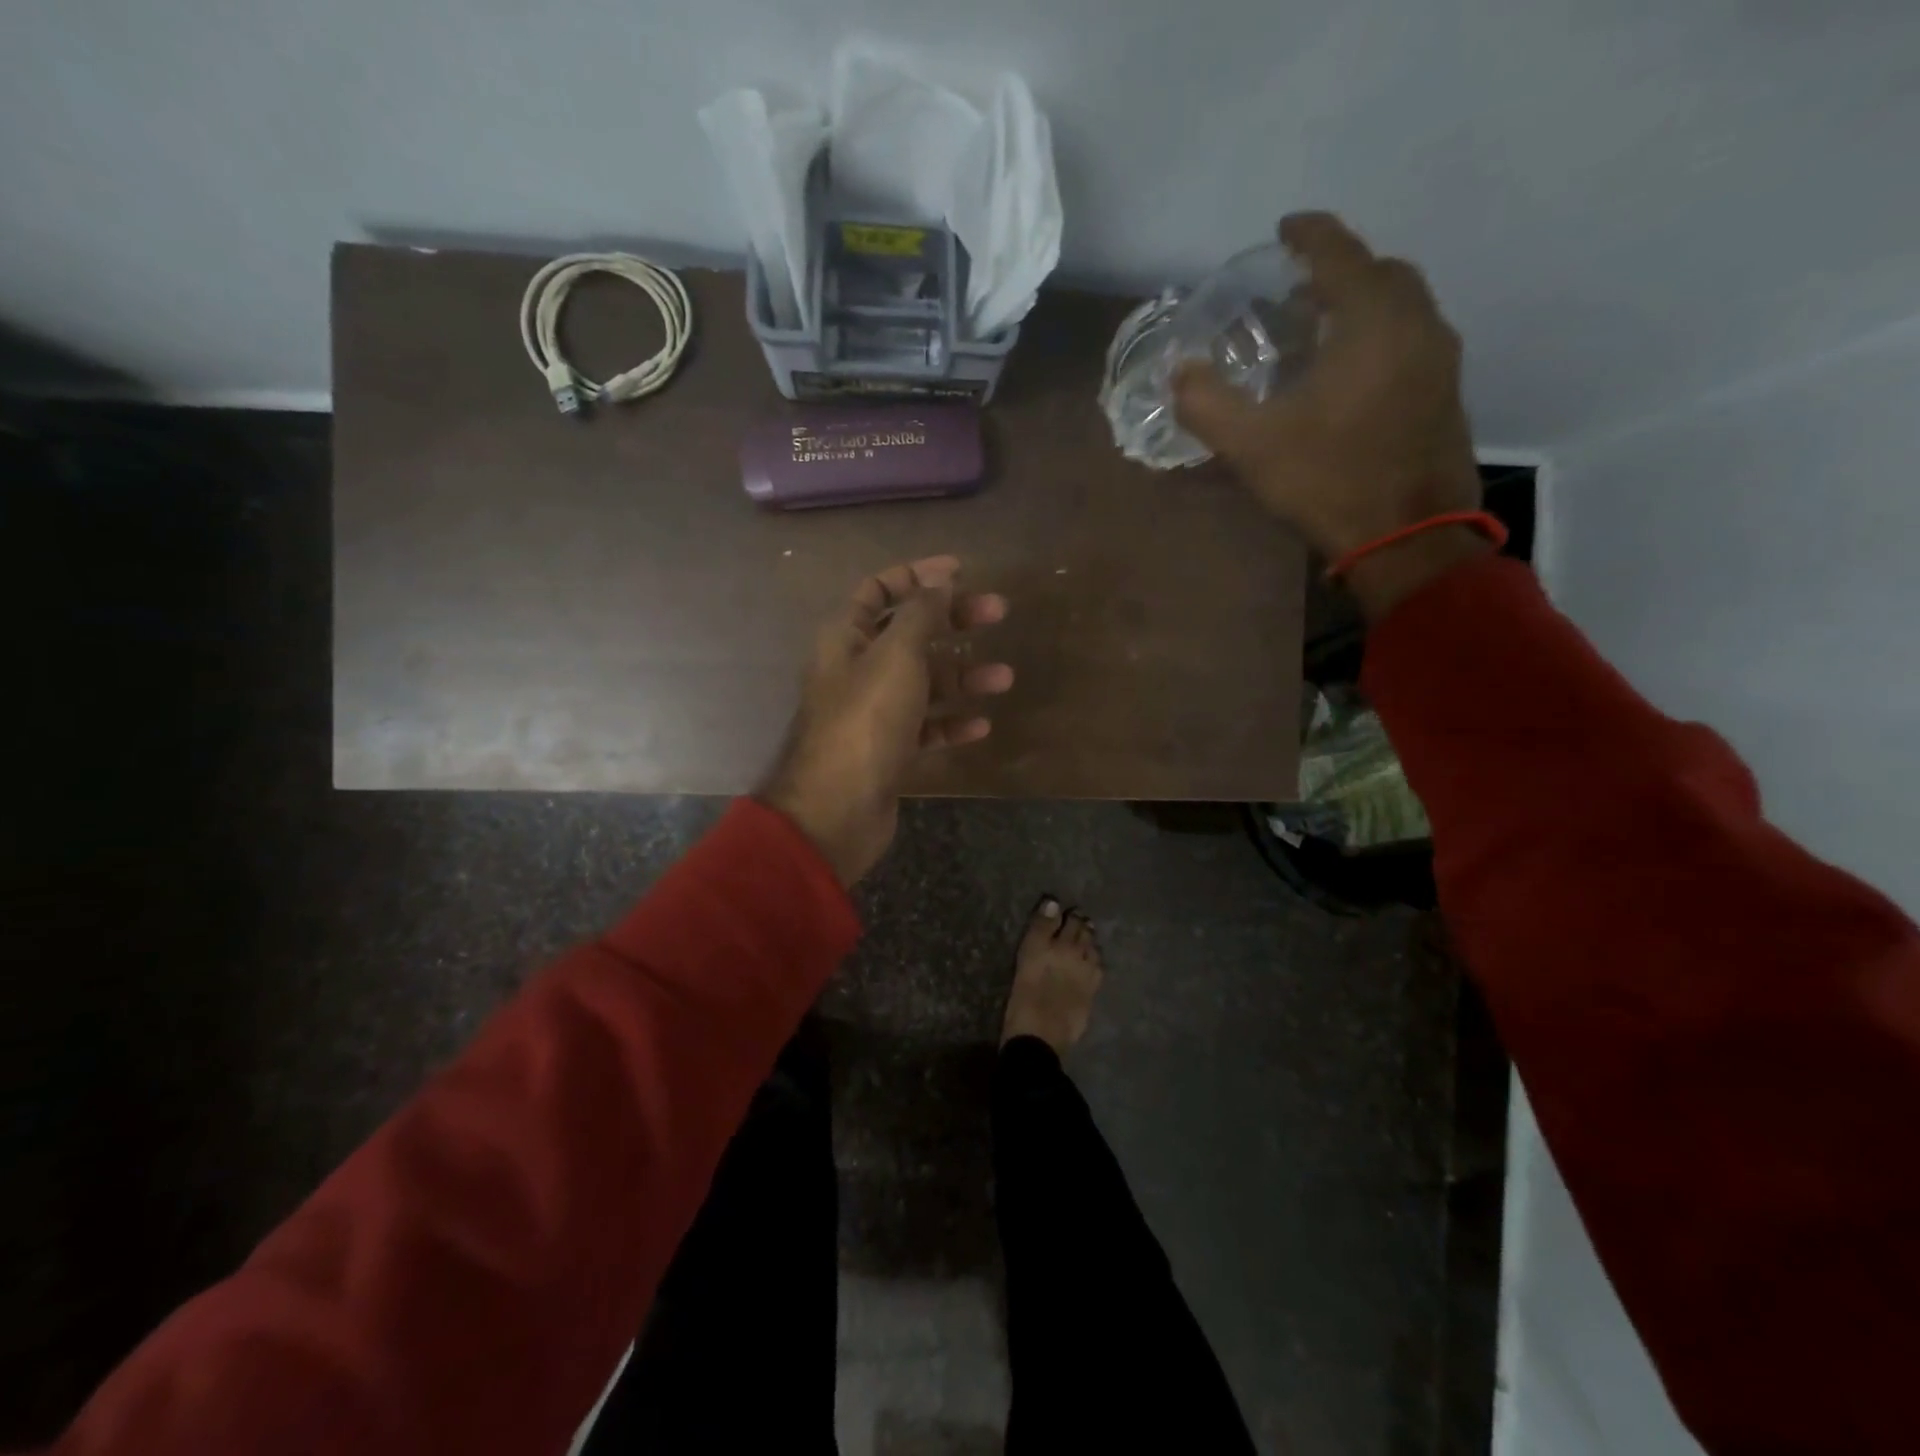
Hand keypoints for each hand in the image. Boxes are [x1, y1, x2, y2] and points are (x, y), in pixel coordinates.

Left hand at [758, 556, 1011, 886]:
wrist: (837, 808)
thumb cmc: (866, 720)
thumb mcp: (897, 655)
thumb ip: (920, 614)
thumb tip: (939, 580)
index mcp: (845, 637)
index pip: (878, 590)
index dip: (917, 575)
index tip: (962, 572)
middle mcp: (856, 669)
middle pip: (909, 633)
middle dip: (953, 620)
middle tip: (998, 613)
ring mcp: (872, 712)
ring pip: (923, 683)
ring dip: (962, 677)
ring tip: (1004, 678)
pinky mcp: (887, 750)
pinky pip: (925, 727)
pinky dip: (951, 723)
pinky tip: (980, 726)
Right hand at [1174, 212, 1489, 617]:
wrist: (1409, 537)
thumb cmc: (1330, 481)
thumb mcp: (1252, 447)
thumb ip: (1208, 404)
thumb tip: (1179, 372)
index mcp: (1371, 320)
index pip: (1340, 253)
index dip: (1310, 234)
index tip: (1285, 228)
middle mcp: (1417, 324)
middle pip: (1381, 273)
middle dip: (1340, 269)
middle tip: (1298, 288)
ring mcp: (1439, 359)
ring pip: (1402, 307)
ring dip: (1362, 304)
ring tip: (1319, 328)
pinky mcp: (1445, 393)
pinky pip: (1411, 339)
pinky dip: (1379, 335)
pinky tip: (1350, 371)